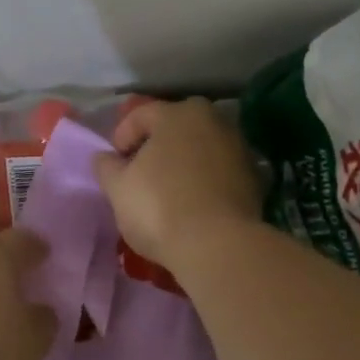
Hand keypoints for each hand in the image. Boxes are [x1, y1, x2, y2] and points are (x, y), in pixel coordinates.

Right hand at [92, 98, 262, 268]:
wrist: (219, 246)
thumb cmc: (160, 207)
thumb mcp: (118, 187)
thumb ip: (107, 166)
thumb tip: (105, 157)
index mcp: (178, 113)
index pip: (140, 115)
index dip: (121, 138)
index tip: (114, 166)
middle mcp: (213, 120)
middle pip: (174, 129)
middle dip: (155, 148)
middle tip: (139, 175)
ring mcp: (238, 148)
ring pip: (199, 149)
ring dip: (182, 164)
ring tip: (166, 193)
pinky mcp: (254, 178)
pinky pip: (218, 172)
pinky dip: (203, 182)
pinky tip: (192, 205)